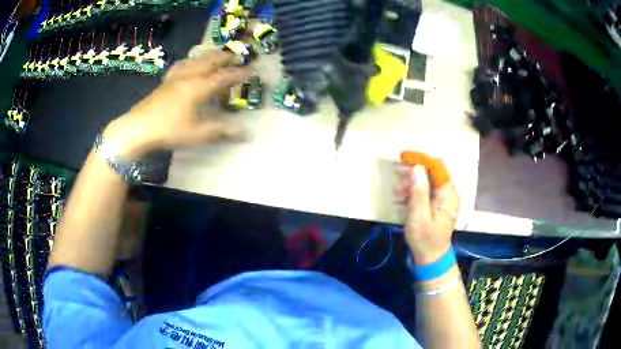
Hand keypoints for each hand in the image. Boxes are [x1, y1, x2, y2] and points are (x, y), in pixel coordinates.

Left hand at [103, 50, 250, 159]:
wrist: (138, 128)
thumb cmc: (169, 130)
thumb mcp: (197, 134)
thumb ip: (222, 131)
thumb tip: (246, 133)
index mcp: (199, 87)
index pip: (224, 76)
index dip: (239, 73)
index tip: (252, 71)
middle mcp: (189, 77)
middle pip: (210, 61)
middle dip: (226, 57)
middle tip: (237, 57)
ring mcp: (176, 77)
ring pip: (196, 59)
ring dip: (209, 55)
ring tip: (217, 54)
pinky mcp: (165, 81)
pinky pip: (181, 65)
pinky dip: (190, 60)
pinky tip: (189, 63)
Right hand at [396, 165, 458, 264]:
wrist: (432, 258)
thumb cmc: (425, 239)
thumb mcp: (418, 216)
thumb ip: (418, 192)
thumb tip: (417, 168)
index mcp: (448, 194)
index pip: (437, 166)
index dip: (421, 159)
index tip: (403, 157)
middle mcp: (449, 193)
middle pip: (433, 172)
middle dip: (414, 172)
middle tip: (397, 177)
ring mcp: (445, 199)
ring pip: (429, 181)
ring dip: (412, 183)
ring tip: (397, 192)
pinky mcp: (439, 205)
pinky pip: (428, 191)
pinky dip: (415, 192)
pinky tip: (402, 199)